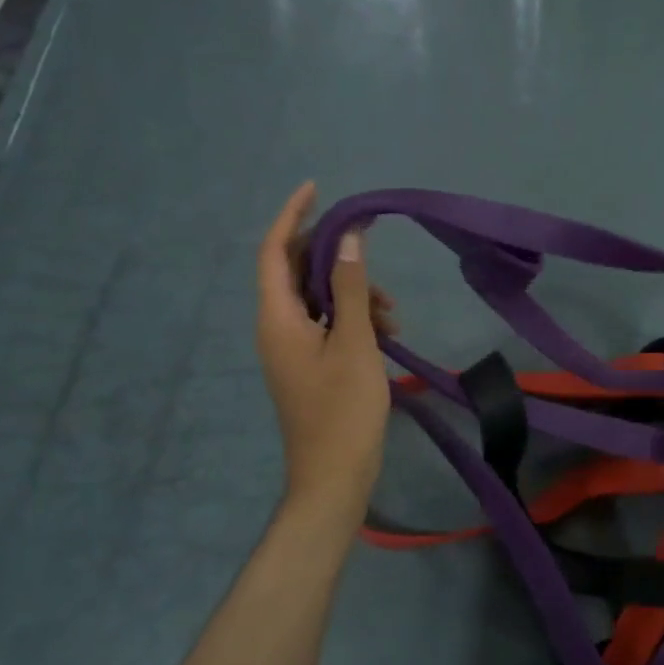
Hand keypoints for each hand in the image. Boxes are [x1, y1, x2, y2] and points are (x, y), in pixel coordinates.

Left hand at [257, 182, 392, 518]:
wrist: (334, 477)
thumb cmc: (343, 410)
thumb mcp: (354, 342)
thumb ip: (348, 287)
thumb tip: (347, 237)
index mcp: (277, 318)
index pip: (273, 251)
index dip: (291, 215)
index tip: (315, 188)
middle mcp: (277, 327)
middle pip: (296, 271)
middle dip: (334, 257)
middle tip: (368, 248)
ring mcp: (292, 347)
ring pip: (317, 298)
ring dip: (351, 292)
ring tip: (390, 310)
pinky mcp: (309, 364)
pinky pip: (327, 323)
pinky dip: (353, 318)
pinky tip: (386, 329)